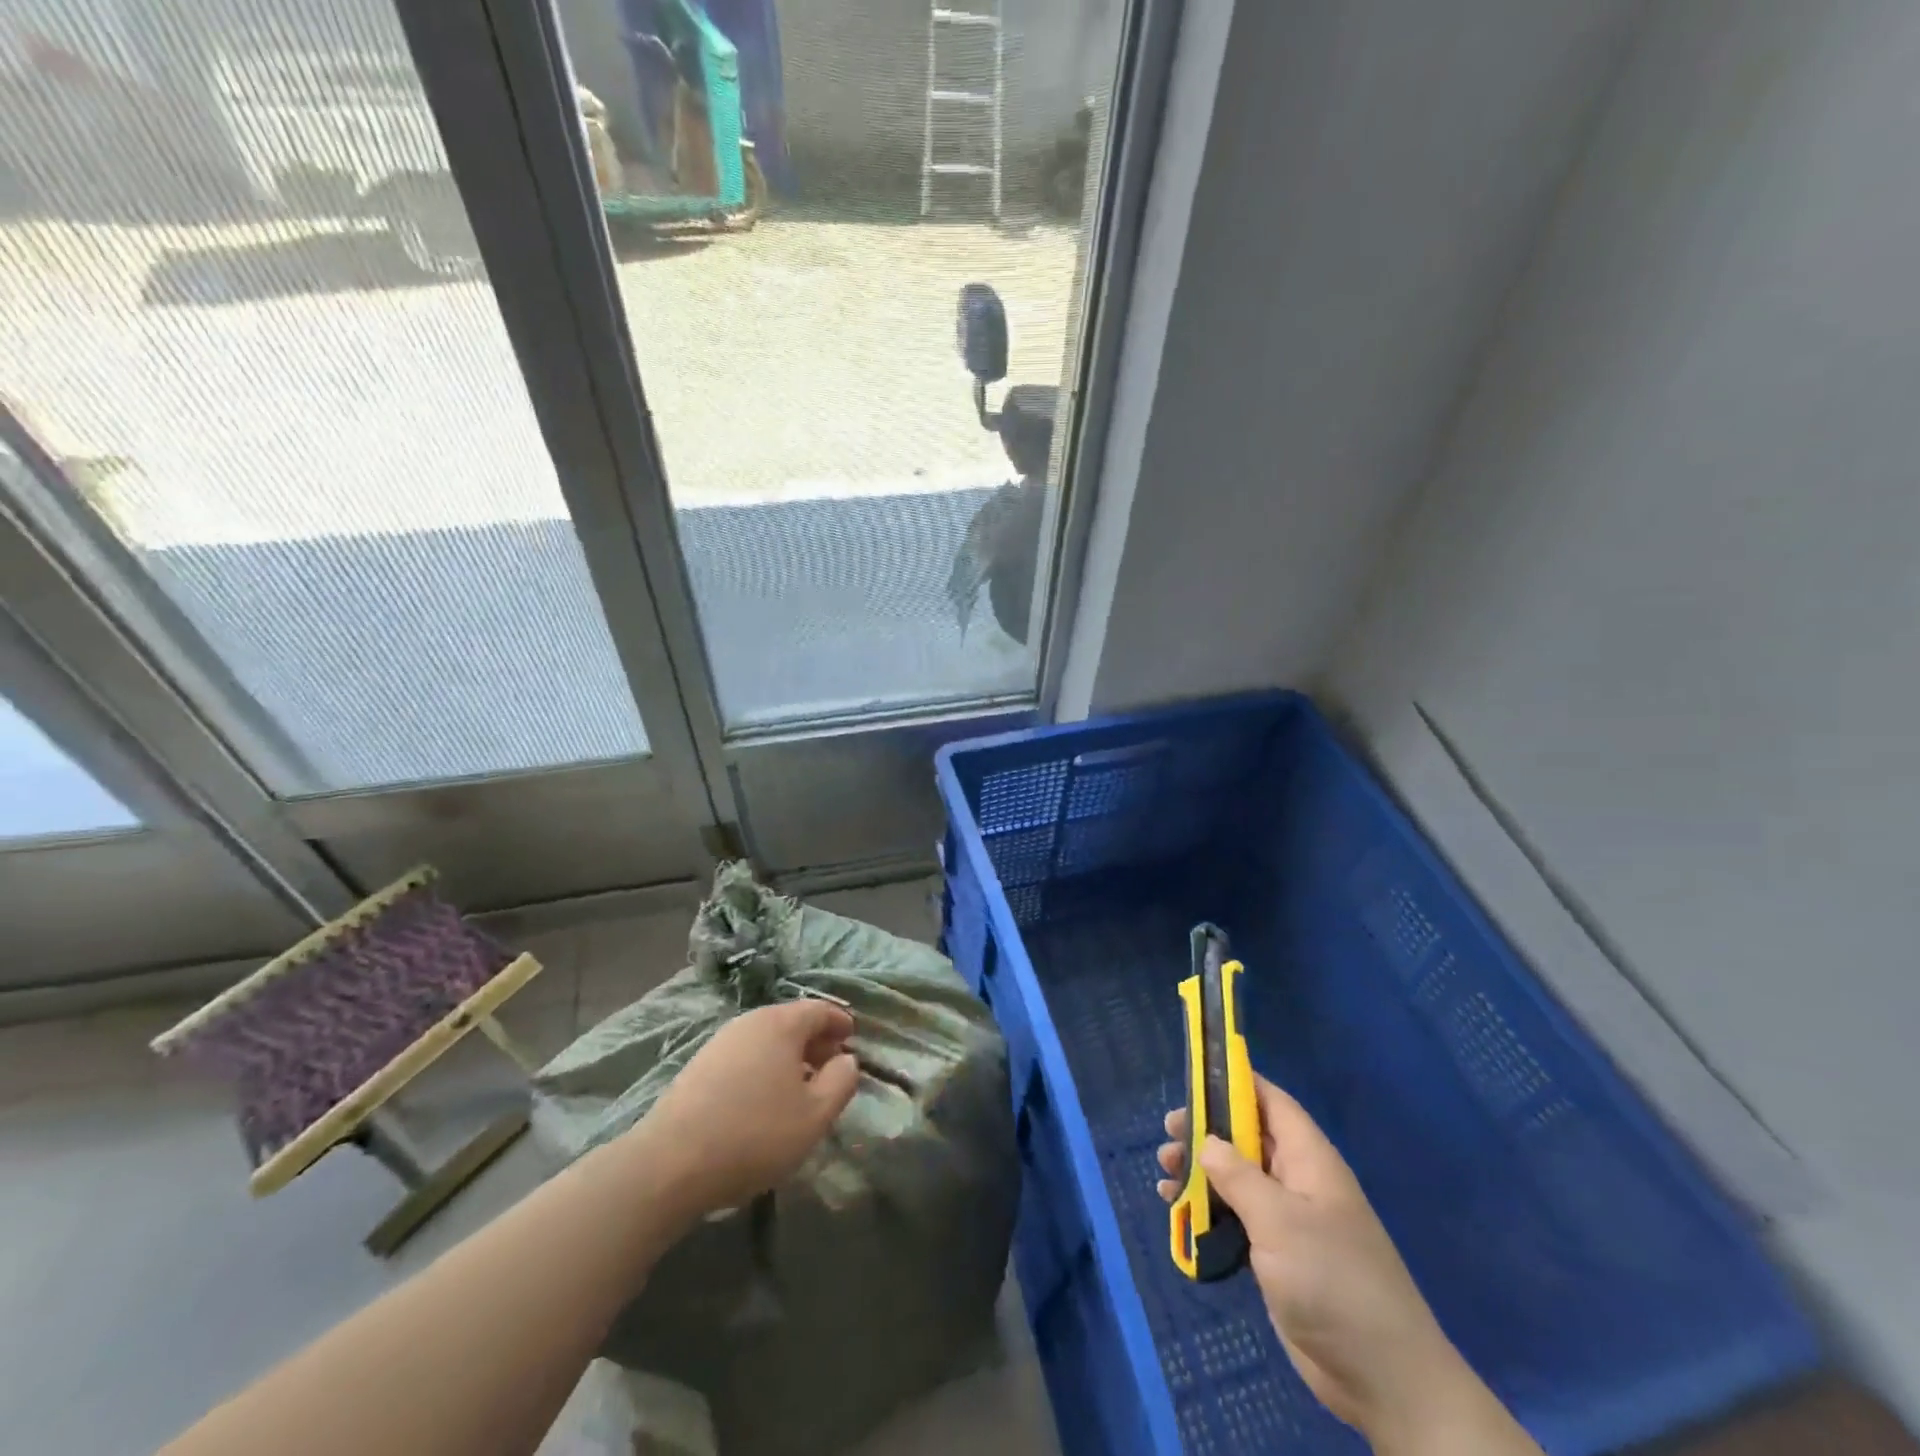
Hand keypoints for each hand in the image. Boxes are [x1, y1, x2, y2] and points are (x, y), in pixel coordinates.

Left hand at [631, 999, 859, 1220]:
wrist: (670, 1163)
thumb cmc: (755, 1133)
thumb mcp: (815, 1115)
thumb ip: (841, 1081)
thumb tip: (846, 1060)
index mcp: (780, 1024)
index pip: (819, 1009)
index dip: (840, 1022)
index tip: (853, 1040)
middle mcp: (749, 1022)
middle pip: (791, 1022)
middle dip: (815, 1041)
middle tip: (830, 1067)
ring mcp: (720, 1042)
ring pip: (766, 1040)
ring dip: (788, 1058)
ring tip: (799, 1090)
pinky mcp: (698, 1067)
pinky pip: (744, 1057)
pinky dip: (763, 1068)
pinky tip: (763, 1101)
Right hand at [1158, 1076, 1537, 1454]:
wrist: (1383, 1378)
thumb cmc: (1332, 1280)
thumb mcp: (1279, 1220)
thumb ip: (1238, 1175)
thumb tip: (1207, 1140)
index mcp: (1309, 1159)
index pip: (1270, 1101)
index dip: (1236, 1082)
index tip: (1195, 1074)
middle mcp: (1299, 1180)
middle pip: (1247, 1138)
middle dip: (1206, 1130)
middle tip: (1168, 1131)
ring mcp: (1290, 1220)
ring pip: (1237, 1178)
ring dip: (1201, 1172)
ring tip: (1164, 1171)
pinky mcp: (1279, 1257)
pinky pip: (1237, 1218)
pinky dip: (1207, 1210)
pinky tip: (1177, 1212)